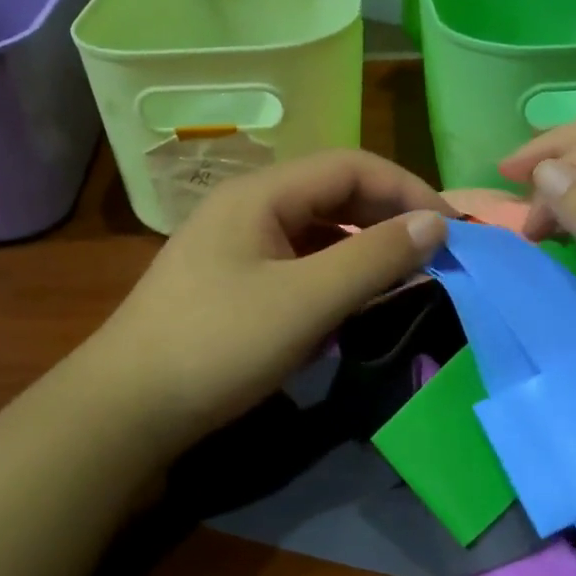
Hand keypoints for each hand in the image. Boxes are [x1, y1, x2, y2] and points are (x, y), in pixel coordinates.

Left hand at [86, 149, 449, 459]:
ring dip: (362, 247)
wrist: (125, 410)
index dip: (406, 189)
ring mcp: (235, 246)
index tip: (450, 228)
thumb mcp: (305, 301)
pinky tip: (350, 303)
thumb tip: (435, 224)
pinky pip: (296, 263)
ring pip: (315, 231)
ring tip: (402, 276)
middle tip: (435, 252)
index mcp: (261, 194)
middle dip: (387, 217)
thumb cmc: (217, 345)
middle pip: (332, 194)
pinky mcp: (230, 283)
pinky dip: (332, 275)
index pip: (350, 166)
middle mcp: (247, 207)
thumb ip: (374, 258)